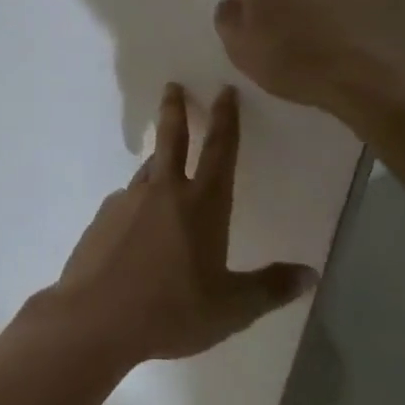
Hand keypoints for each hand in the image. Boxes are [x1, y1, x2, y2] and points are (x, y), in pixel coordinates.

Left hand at [50, 84, 314, 363]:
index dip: (226, 119)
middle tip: (173, 86)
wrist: (95, 317)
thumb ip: (270, 288)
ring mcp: (127, 202)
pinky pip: (127, 202)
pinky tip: (138, 228)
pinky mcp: (102, 218)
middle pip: (172, 139)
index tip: (224, 91)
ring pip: (147, 171)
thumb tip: (309, 274)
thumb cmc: (171, 311)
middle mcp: (163, 192)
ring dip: (158, 161)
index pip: (220, 151)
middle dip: (176, 109)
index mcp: (201, 205)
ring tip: (163, 167)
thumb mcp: (231, 308)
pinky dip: (138, 204)